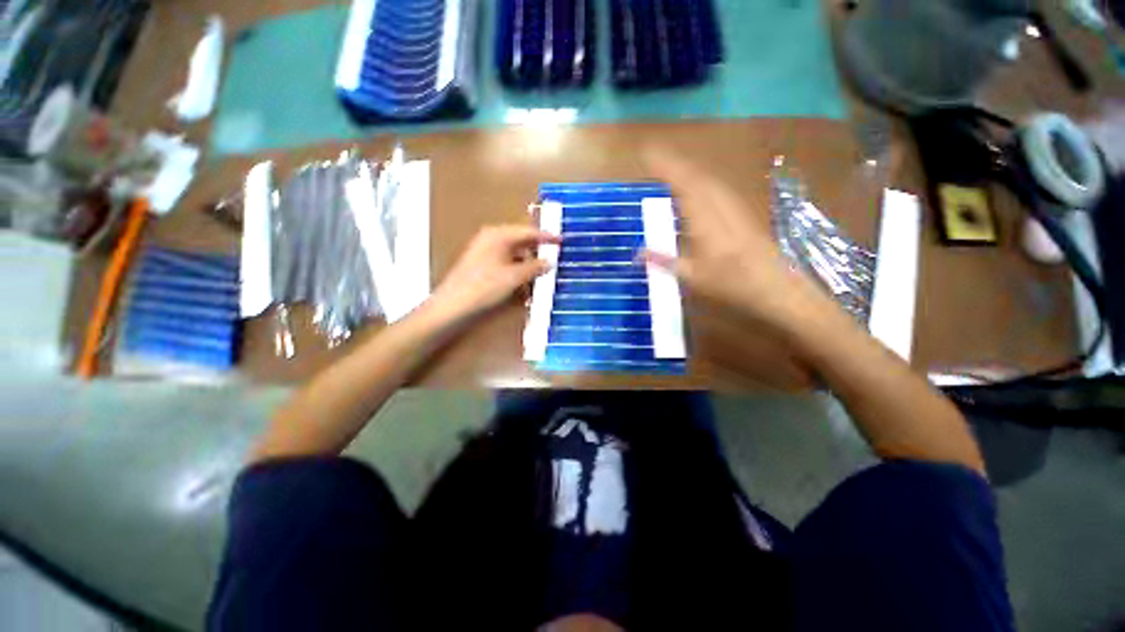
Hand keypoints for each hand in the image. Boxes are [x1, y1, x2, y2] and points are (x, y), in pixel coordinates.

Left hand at [425, 225, 559, 324]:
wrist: (452, 307)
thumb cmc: (484, 287)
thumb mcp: (514, 277)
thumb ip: (535, 267)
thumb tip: (549, 262)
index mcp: (498, 235)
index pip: (528, 232)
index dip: (547, 237)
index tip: (562, 241)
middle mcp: (492, 240)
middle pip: (522, 243)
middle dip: (538, 253)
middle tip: (555, 260)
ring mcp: (487, 254)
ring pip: (515, 257)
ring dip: (529, 267)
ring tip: (543, 277)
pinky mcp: (484, 269)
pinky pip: (507, 267)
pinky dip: (519, 274)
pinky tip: (527, 287)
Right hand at [641, 148, 828, 332]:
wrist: (776, 289)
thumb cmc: (731, 284)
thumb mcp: (691, 277)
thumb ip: (663, 261)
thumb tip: (636, 253)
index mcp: (705, 219)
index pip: (683, 183)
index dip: (664, 166)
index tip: (646, 153)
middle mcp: (720, 205)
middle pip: (696, 175)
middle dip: (674, 164)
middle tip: (653, 159)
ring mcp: (735, 207)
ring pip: (708, 179)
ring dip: (688, 170)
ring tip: (670, 169)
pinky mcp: (742, 213)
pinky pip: (716, 188)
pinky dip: (700, 182)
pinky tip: (695, 190)